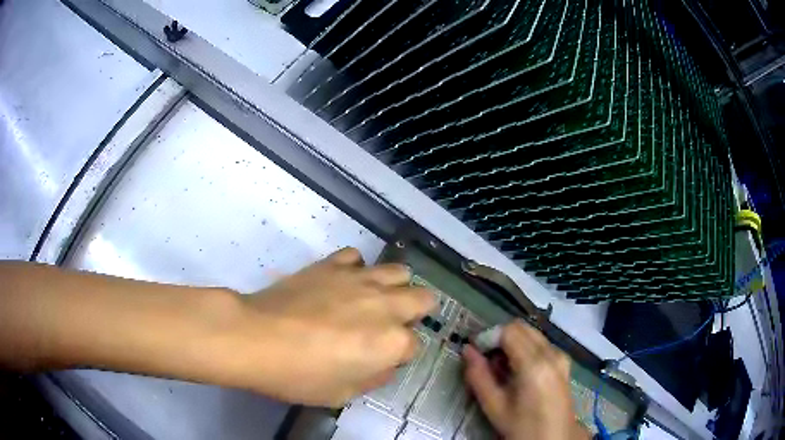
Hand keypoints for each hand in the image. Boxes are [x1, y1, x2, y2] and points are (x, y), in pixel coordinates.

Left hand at [236, 248, 435, 406]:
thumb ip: (374, 377)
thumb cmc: (299, 376)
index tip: (382, 360)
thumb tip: (384, 364)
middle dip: (415, 313)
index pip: (414, 345)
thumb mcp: (343, 394)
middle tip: (390, 326)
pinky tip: (342, 283)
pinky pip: (356, 257)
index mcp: (392, 342)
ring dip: (395, 287)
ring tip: (374, 300)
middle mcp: (386, 305)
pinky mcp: (332, 264)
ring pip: (399, 272)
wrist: (256, 338)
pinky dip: (356, 269)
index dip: (400, 355)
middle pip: (423, 299)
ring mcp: (360, 279)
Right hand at [463, 320, 589, 439]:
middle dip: (500, 338)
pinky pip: (541, 344)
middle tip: (486, 359)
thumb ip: (478, 376)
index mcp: (535, 365)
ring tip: (501, 367)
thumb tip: (467, 350)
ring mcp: (561, 356)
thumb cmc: (522, 427)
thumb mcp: (494, 407)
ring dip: (513, 343)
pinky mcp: (564, 361)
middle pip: (521, 328)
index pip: (509, 331)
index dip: (488, 336)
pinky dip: (525, 348)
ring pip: (531, 334)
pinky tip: (517, 371)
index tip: (476, 352)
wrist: (553, 439)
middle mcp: (552, 353)